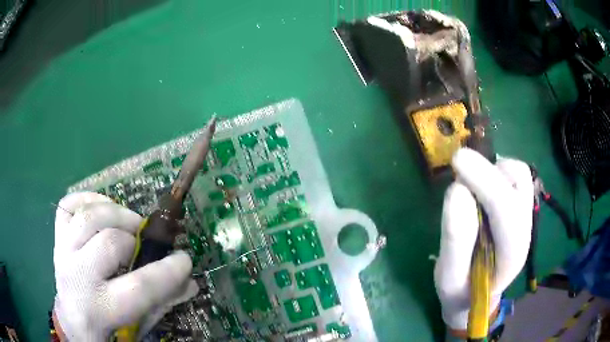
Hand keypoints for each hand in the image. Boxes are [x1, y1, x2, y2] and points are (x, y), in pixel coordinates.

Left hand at [53, 192, 198, 340]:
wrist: (72, 321)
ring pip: (88, 216)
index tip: (184, 260)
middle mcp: (77, 277)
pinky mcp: (57, 237)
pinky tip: (102, 210)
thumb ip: (161, 305)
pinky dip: (88, 199)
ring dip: (115, 213)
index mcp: (100, 309)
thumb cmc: (106, 330)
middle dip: (135, 239)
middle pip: (110, 242)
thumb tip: (189, 283)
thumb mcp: (135, 327)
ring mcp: (63, 252)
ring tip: (128, 224)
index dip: (168, 271)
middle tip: (144, 243)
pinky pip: (69, 204)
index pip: (139, 287)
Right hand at [434, 148, 533, 333]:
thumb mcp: (450, 278)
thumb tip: (457, 190)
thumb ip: (455, 241)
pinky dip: (495, 170)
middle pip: (519, 182)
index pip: (506, 209)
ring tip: (470, 186)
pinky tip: (479, 188)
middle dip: (488, 170)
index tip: (457, 161)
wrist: (477, 294)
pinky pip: (513, 175)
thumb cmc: (462, 290)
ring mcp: (525, 215)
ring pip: (519, 174)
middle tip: (458, 168)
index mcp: (512, 253)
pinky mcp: (519, 205)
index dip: (485, 181)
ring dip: (492, 169)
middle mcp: (525, 228)